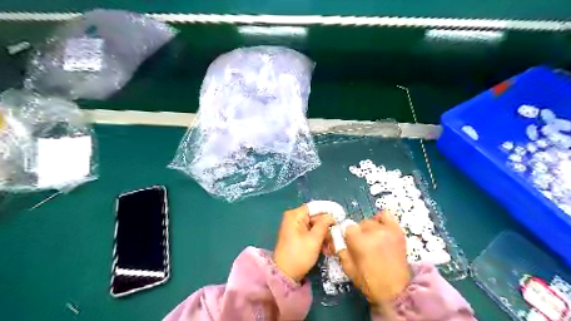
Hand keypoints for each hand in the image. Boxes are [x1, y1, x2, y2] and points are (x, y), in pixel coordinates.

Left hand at [274, 204, 335, 281]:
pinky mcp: (296, 236)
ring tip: (331, 247)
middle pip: (315, 217)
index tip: (340, 217)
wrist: (285, 275)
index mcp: (295, 215)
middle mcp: (293, 218)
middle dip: (326, 227)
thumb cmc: (299, 255)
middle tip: (336, 237)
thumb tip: (331, 216)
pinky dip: (318, 239)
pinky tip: (325, 249)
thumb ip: (323, 224)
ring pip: (314, 226)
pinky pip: (310, 233)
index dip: (327, 211)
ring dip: (324, 235)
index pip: (314, 207)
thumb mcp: (314, 239)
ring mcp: (294, 227)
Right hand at [338, 211, 409, 312]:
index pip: (348, 227)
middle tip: (363, 246)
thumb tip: (337, 237)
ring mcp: (387, 230)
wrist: (396, 292)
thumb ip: (340, 249)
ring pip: (371, 221)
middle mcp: (373, 232)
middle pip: (360, 224)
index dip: (348, 237)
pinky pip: (386, 215)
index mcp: (360, 241)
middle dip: (359, 234)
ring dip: (369, 229)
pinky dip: (381, 220)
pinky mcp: (398, 231)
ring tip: (374, 241)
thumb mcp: (348, 268)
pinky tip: (381, 229)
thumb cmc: (369, 282)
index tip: (351, 245)